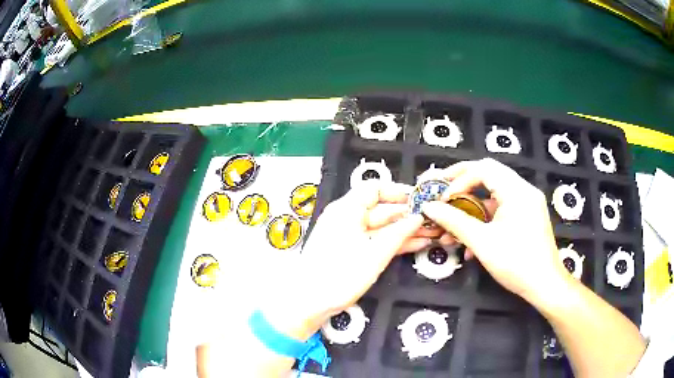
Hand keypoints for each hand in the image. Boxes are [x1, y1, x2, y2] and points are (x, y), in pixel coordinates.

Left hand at [262, 181, 425, 339]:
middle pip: (381, 209)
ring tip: (431, 233)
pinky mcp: (351, 252)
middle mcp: (347, 218)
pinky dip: (394, 242)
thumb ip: (399, 233)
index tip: (420, 200)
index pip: (375, 189)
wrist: (308, 302)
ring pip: (382, 227)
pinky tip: (416, 244)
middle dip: (408, 215)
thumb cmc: (340, 274)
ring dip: (405, 230)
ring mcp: (349, 235)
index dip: (399, 192)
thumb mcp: (375, 253)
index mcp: (347, 209)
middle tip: (433, 220)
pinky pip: (376, 241)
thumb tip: (417, 218)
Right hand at [421, 158, 569, 303]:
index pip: (483, 169)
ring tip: (451, 224)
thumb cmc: (515, 263)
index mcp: (516, 190)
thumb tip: (429, 207)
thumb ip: (454, 221)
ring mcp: (527, 204)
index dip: (459, 179)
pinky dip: (484, 220)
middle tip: (442, 193)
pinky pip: (501, 211)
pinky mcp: (526, 217)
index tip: (443, 199)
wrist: (544, 285)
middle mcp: (523, 191)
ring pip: (493, 196)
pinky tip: (469, 242)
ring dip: (471, 208)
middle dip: (462, 185)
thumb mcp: (482, 242)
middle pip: (489, 175)